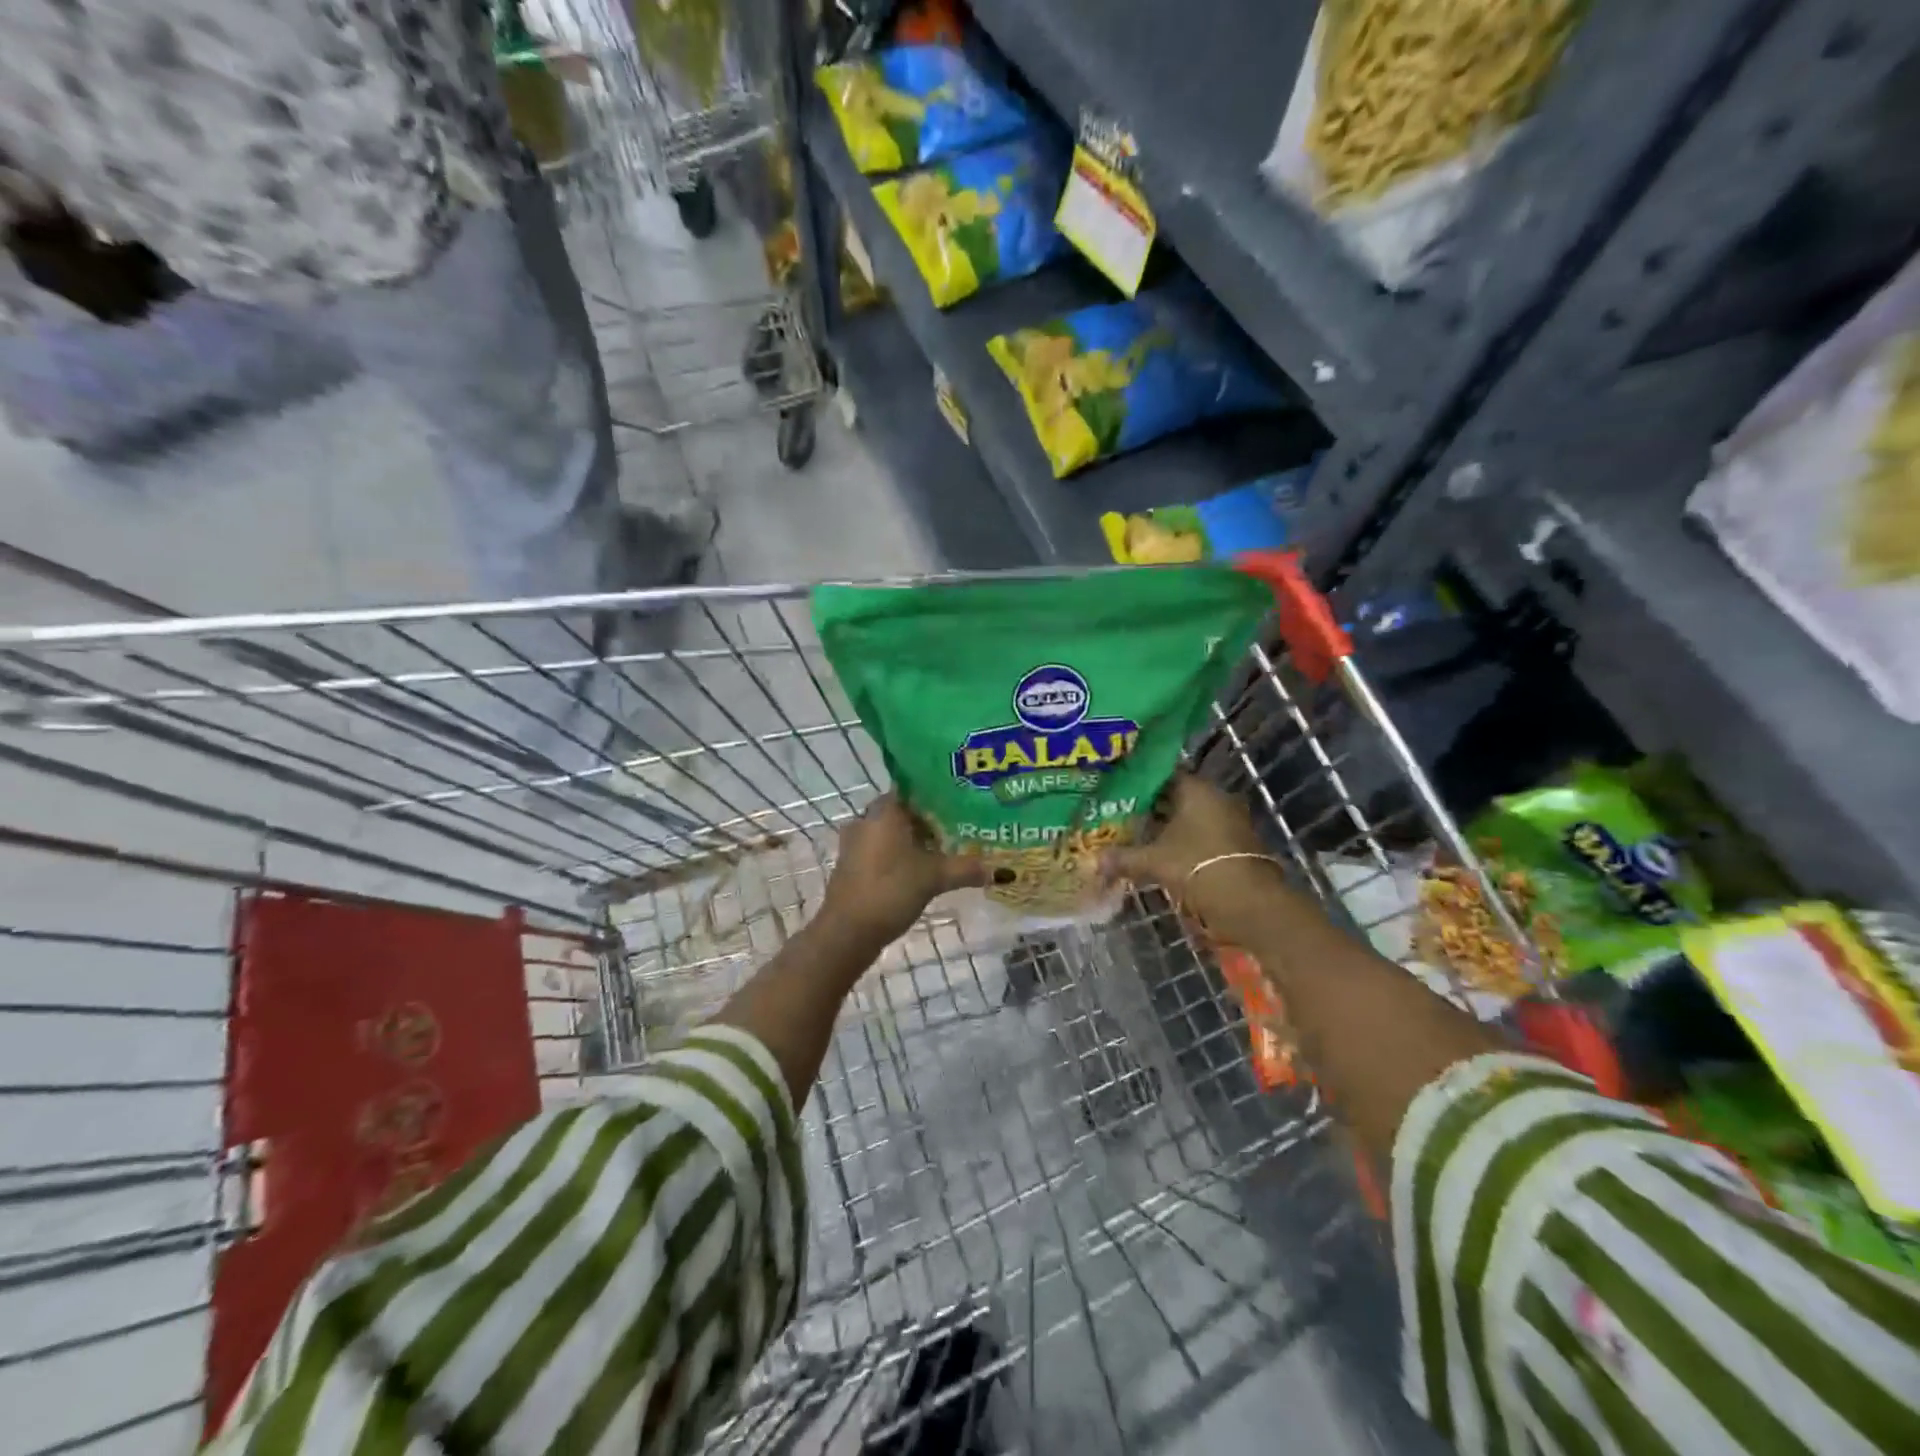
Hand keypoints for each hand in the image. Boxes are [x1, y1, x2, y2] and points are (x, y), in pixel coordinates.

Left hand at [823, 794, 988, 943]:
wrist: (847, 931)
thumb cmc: (891, 890)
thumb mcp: (934, 878)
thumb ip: (966, 869)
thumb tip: (1001, 870)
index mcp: (884, 811)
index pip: (912, 789)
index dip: (936, 794)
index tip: (960, 802)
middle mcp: (867, 820)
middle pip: (903, 812)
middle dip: (929, 820)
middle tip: (959, 828)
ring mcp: (856, 843)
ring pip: (892, 832)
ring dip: (914, 840)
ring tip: (945, 850)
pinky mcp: (852, 865)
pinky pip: (881, 850)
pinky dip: (900, 855)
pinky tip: (921, 869)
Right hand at [1103, 775, 1278, 939]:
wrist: (1248, 903)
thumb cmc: (1198, 866)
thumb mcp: (1154, 862)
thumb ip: (1124, 858)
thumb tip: (1095, 860)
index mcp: (1196, 789)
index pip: (1162, 775)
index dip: (1138, 783)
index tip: (1116, 791)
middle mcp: (1215, 798)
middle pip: (1176, 797)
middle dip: (1150, 808)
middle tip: (1119, 814)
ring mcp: (1229, 821)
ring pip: (1189, 818)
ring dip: (1166, 828)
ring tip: (1135, 836)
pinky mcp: (1235, 844)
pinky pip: (1201, 835)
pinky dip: (1182, 842)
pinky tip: (1161, 854)